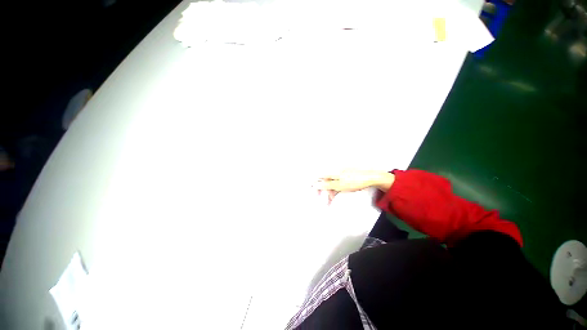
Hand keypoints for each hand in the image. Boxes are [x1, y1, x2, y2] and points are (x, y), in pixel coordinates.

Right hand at [313, 169, 394, 204]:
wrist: (371, 177)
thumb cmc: (354, 181)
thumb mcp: (339, 185)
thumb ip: (327, 184)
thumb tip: (315, 184)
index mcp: (332, 172)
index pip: (318, 176)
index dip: (313, 183)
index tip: (310, 190)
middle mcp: (334, 171)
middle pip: (324, 180)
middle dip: (322, 190)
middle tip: (321, 199)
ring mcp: (340, 174)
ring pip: (330, 182)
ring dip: (329, 191)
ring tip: (330, 200)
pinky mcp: (345, 176)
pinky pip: (336, 183)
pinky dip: (335, 189)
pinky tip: (336, 195)